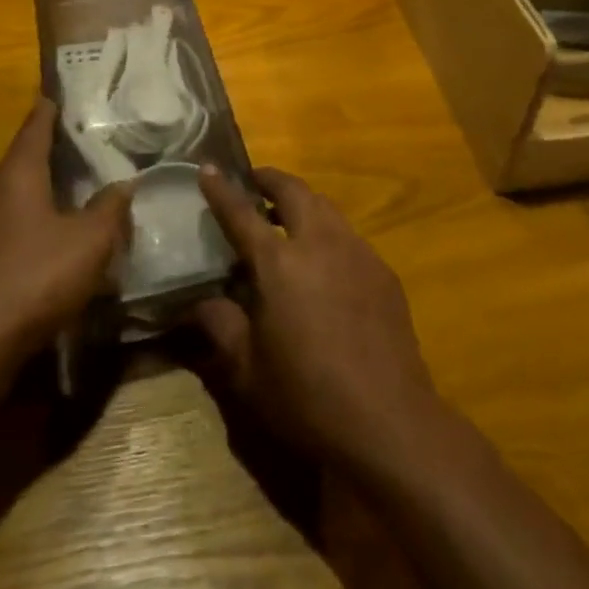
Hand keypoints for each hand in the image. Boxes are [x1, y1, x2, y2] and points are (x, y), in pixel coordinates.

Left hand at [0, 98, 130, 359]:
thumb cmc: (34, 278)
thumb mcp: (90, 242)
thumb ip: (110, 209)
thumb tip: (122, 185)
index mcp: (16, 175)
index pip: (34, 129)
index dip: (46, 113)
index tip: (52, 96)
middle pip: (18, 166)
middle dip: (45, 161)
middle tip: (75, 158)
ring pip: (6, 202)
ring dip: (32, 202)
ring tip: (63, 207)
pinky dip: (18, 234)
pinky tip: (38, 253)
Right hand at [194, 165, 445, 474]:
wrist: (388, 419)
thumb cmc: (307, 398)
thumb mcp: (248, 371)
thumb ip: (221, 326)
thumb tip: (200, 302)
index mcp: (279, 264)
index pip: (242, 214)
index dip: (222, 190)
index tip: (208, 168)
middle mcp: (320, 243)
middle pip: (294, 191)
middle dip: (271, 179)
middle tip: (254, 182)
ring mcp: (357, 252)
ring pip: (326, 207)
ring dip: (302, 202)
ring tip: (287, 218)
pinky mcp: (383, 271)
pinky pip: (350, 236)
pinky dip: (329, 232)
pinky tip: (325, 263)